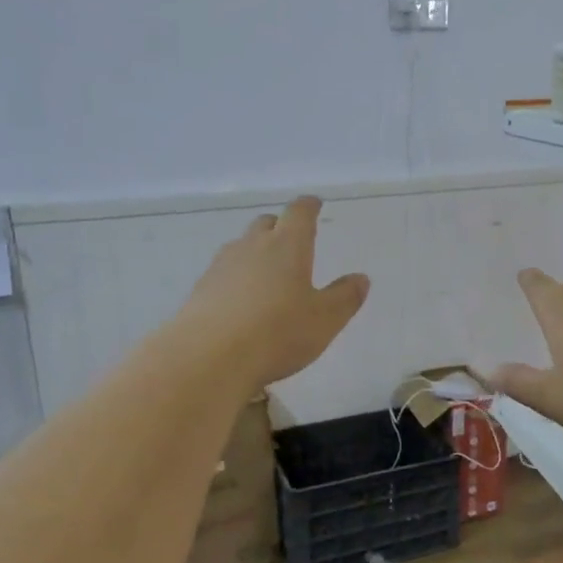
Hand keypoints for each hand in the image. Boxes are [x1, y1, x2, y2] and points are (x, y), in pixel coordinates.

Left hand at [180, 197, 369, 388]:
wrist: (208, 358)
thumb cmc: (277, 333)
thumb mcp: (324, 320)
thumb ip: (345, 297)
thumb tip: (360, 278)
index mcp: (287, 246)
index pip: (299, 213)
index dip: (308, 206)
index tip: (314, 204)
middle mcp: (252, 247)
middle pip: (266, 224)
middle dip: (280, 226)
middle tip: (291, 238)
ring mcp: (221, 266)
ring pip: (241, 246)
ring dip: (256, 251)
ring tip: (267, 270)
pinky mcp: (201, 290)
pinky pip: (224, 273)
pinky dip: (236, 277)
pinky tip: (241, 299)